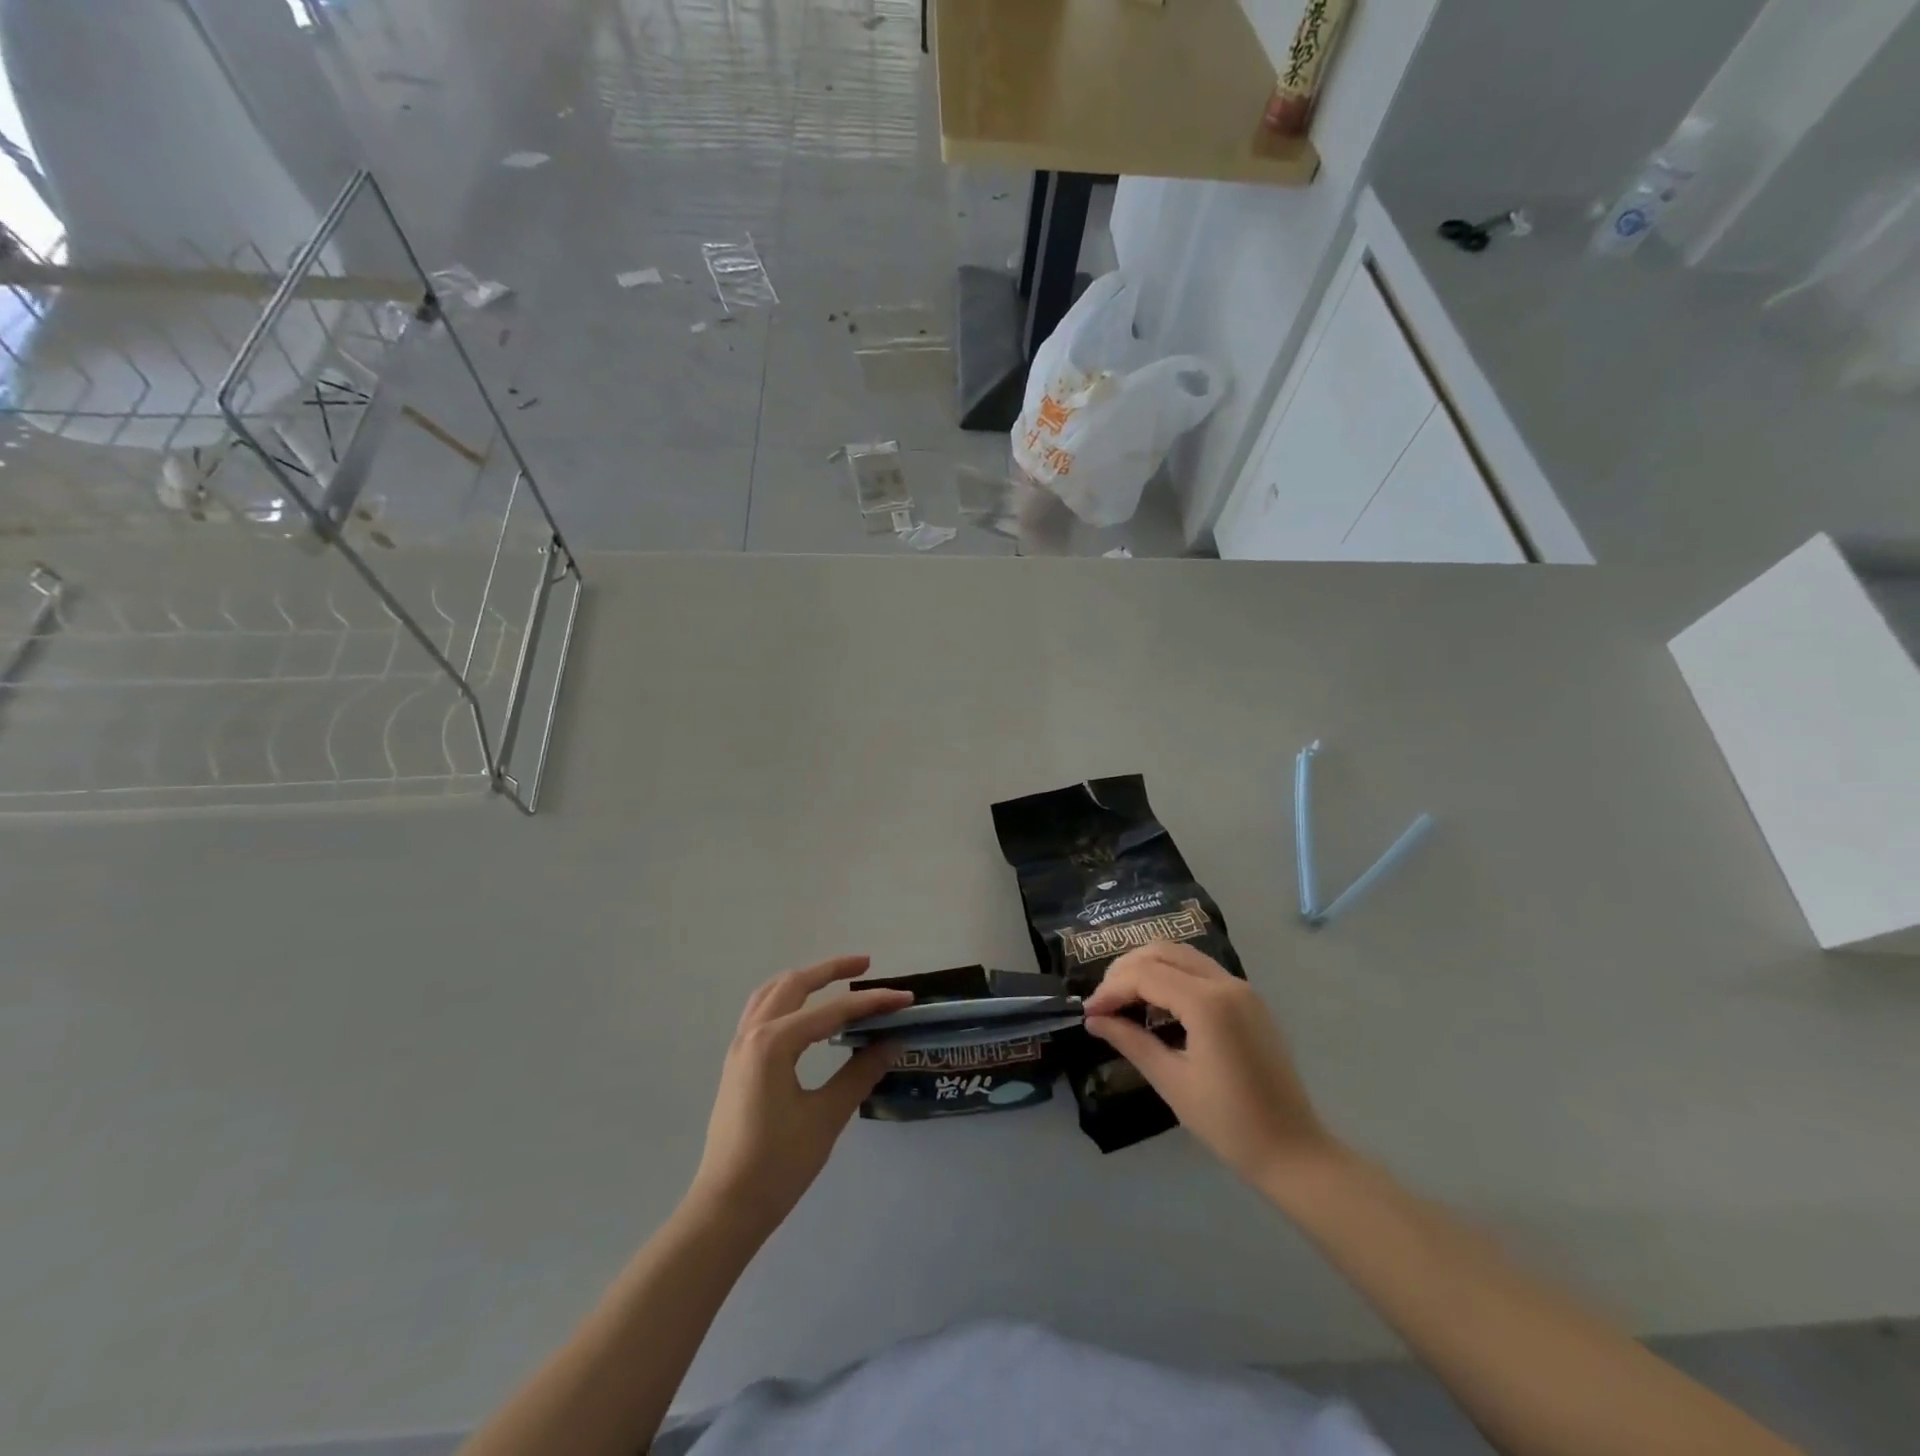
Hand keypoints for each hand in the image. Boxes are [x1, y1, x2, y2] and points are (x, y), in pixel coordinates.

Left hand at [688, 956, 911, 1234]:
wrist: (726, 1209)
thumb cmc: (778, 1165)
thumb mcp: (826, 1117)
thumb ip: (859, 1073)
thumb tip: (892, 1042)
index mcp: (774, 1042)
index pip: (832, 1011)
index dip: (872, 1003)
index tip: (904, 998)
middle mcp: (752, 1033)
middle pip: (795, 984)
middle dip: (831, 970)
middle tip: (867, 966)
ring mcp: (740, 1047)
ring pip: (772, 992)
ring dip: (805, 980)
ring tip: (835, 979)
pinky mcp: (737, 1062)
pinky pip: (761, 1011)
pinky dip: (787, 998)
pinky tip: (805, 1012)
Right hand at [1082, 943, 1335, 1185]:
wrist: (1294, 1150)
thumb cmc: (1228, 1123)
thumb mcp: (1171, 1081)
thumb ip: (1131, 1041)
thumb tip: (1094, 1020)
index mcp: (1207, 1002)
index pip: (1145, 975)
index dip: (1111, 989)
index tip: (1089, 1013)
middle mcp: (1225, 982)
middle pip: (1162, 952)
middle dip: (1126, 970)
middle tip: (1103, 1002)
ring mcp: (1241, 988)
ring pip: (1182, 955)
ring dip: (1148, 967)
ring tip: (1124, 998)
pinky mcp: (1248, 999)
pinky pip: (1200, 970)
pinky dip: (1172, 975)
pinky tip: (1156, 1003)